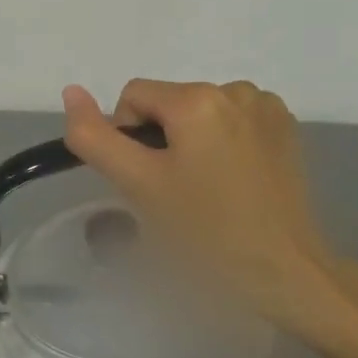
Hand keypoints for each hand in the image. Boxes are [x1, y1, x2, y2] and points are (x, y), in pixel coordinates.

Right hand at [60, 80, 357, 351]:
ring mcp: (266, 106)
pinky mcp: (286, 127)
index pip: (133, 97)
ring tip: (207, 188)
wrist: (284, 269)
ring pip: (199, 113)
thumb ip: (95, 137)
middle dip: (161, 140)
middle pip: (168, 103)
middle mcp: (235, 88)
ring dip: (192, 141)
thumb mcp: (139, 184)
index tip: (147, 181)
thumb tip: (71, 90)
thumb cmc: (205, 230)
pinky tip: (234, 179)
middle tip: (176, 191)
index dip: (127, 138)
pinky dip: (223, 142)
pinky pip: (233, 121)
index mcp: (197, 98)